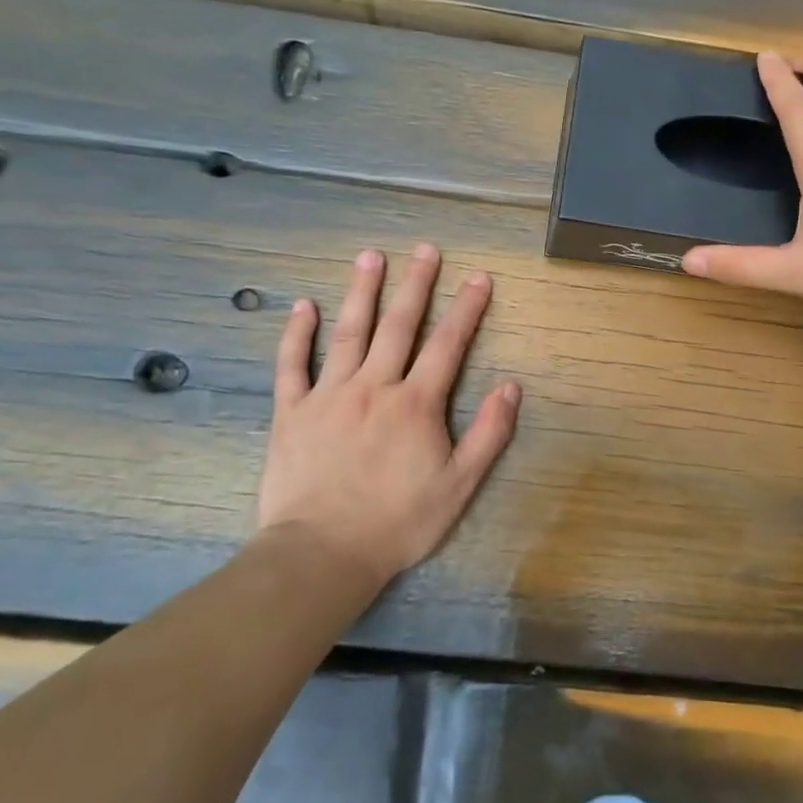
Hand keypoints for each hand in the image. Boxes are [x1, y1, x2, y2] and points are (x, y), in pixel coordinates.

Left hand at [258, 244, 520, 587]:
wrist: (323, 553)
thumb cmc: (398, 522)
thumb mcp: (459, 486)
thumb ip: (489, 434)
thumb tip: (511, 387)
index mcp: (416, 404)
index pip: (448, 344)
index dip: (466, 308)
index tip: (479, 277)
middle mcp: (374, 387)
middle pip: (398, 326)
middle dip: (415, 285)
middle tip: (425, 249)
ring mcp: (329, 396)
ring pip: (348, 333)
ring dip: (361, 292)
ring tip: (370, 257)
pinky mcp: (292, 413)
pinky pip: (292, 365)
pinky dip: (297, 334)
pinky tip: (304, 306)